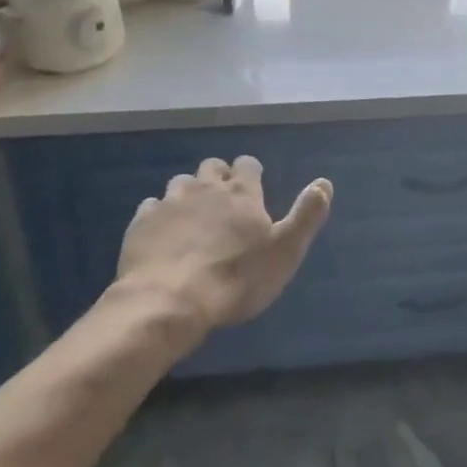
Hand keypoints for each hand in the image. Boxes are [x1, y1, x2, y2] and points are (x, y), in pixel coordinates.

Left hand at [115, 156, 332, 333]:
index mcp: (242, 193)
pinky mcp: (141, 223)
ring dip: (189, 193)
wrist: (170, 302)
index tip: (254, 187)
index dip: (251, 172)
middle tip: (223, 201)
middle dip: (218, 177)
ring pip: (180, 182)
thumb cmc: (237, 278)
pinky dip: (159, 214)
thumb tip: (324, 182)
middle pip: (212, 167)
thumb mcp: (285, 251)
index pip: (248, 164)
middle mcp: (205, 188)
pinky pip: (151, 206)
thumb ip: (307, 215)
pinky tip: (163, 233)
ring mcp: (170, 202)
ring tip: (192, 217)